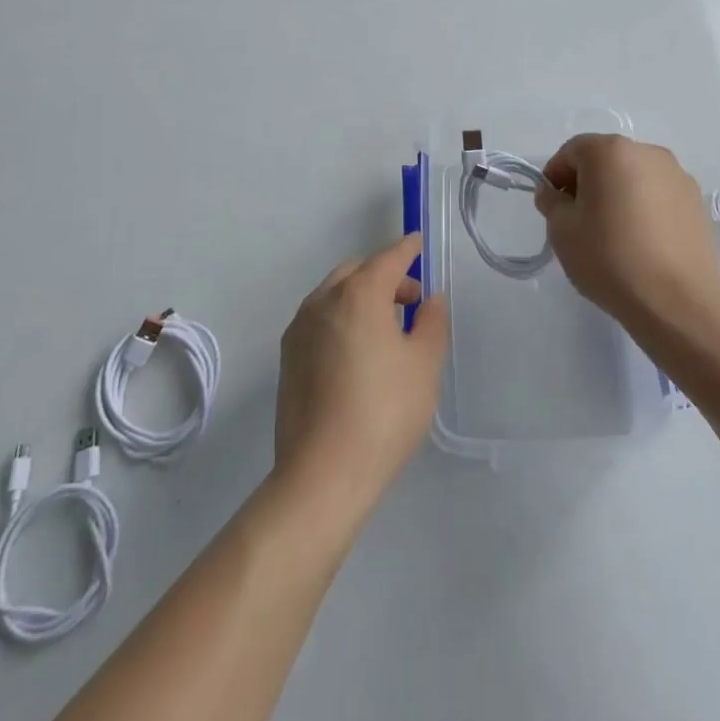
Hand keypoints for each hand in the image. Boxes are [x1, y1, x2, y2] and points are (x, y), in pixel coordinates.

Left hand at [274, 235, 447, 509]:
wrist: (322, 476)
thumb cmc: (383, 413)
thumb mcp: (424, 365)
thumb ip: (432, 323)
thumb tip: (430, 300)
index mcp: (358, 294)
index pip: (388, 258)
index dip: (407, 250)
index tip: (418, 244)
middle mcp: (323, 300)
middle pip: (358, 271)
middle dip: (385, 276)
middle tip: (411, 302)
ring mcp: (299, 328)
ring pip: (335, 294)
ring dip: (361, 296)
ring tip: (386, 330)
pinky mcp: (287, 357)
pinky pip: (320, 319)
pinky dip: (341, 318)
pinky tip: (357, 352)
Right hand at [534, 134, 719, 326]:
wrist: (676, 301)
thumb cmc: (609, 257)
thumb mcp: (562, 230)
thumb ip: (551, 202)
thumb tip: (553, 193)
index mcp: (610, 151)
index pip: (572, 152)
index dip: (555, 176)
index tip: (552, 206)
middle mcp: (647, 152)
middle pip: (605, 159)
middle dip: (587, 183)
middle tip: (579, 220)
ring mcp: (677, 175)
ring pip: (634, 176)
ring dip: (618, 193)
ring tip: (613, 233)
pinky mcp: (696, 201)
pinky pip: (658, 195)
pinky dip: (644, 207)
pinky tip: (641, 241)